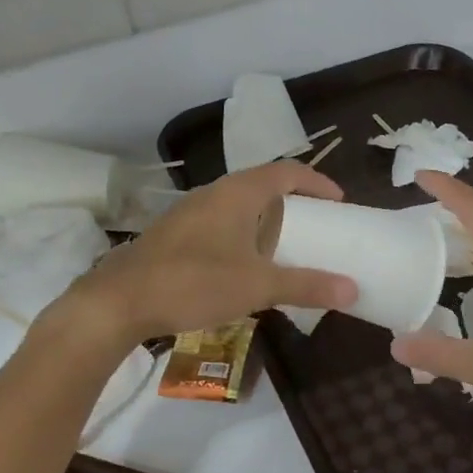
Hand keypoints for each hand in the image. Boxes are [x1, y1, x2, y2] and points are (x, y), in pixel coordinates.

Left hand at [53, 162, 358, 346]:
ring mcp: (190, 213)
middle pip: (263, 185)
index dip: (317, 182)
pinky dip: (243, 236)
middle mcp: (214, 194)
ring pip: (239, 206)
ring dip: (266, 221)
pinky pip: (220, 225)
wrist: (119, 301)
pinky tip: (244, 268)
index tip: (339, 202)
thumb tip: (353, 289)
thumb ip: (306, 285)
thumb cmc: (194, 282)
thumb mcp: (257, 286)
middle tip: (317, 226)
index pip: (287, 171)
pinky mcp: (175, 235)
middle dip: (293, 203)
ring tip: (285, 248)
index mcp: (238, 193)